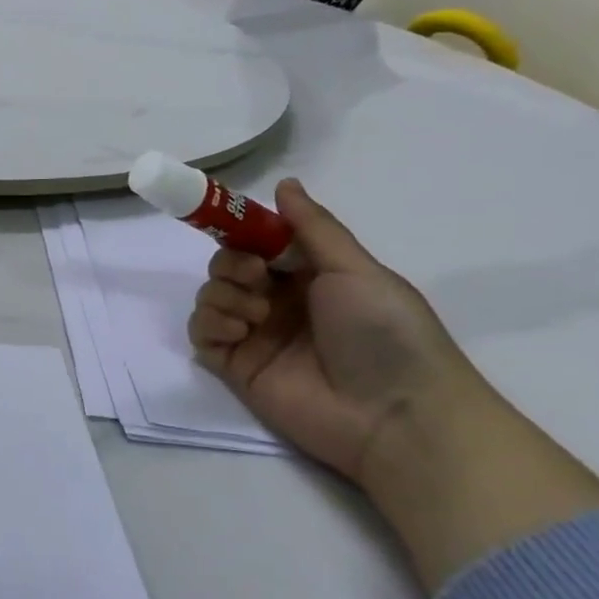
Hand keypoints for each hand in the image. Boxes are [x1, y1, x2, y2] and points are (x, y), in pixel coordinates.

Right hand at [187, 179, 493, 483]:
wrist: (397, 416)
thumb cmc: (385, 333)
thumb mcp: (356, 269)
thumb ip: (313, 226)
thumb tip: (284, 182)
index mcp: (309, 276)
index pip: (260, 243)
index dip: (243, 232)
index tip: (231, 224)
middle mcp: (278, 302)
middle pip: (226, 266)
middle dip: (232, 264)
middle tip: (256, 276)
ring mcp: (256, 336)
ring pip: (210, 296)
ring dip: (223, 295)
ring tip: (256, 316)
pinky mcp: (237, 367)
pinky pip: (201, 333)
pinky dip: (210, 324)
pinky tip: (239, 333)